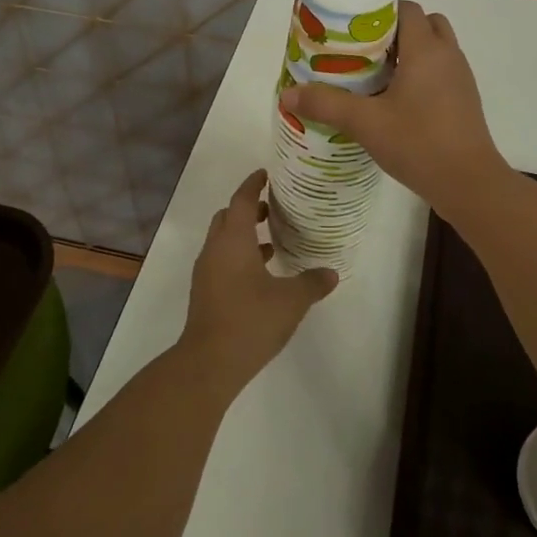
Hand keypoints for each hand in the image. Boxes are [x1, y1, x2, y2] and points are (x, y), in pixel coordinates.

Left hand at [180, 169, 337, 395]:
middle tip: (271, 207)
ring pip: (223, 240)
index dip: (253, 184)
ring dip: (243, 235)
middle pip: (227, 217)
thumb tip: (331, 273)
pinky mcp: (205, 292)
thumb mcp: (291, 301)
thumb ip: (312, 283)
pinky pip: (222, 260)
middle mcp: (215, 250)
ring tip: (271, 242)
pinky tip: (261, 274)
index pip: (241, 200)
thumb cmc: (250, 320)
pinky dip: (239, 256)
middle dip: (247, 208)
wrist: (209, 363)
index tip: (266, 174)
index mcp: (233, 241)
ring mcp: (206, 272)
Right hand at [280, 0, 504, 210]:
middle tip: (362, 49)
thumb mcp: (366, 123)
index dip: (380, 10)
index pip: (407, 8)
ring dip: (408, 53)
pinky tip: (396, 99)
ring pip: (435, 48)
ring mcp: (461, 78)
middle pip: (424, 23)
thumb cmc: (419, 143)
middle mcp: (448, 55)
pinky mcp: (465, 100)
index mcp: (426, 49)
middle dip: (394, 30)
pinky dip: (421, 74)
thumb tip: (287, 95)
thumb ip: (326, 105)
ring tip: (375, 73)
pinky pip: (441, 71)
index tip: (352, 25)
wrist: (469, 183)